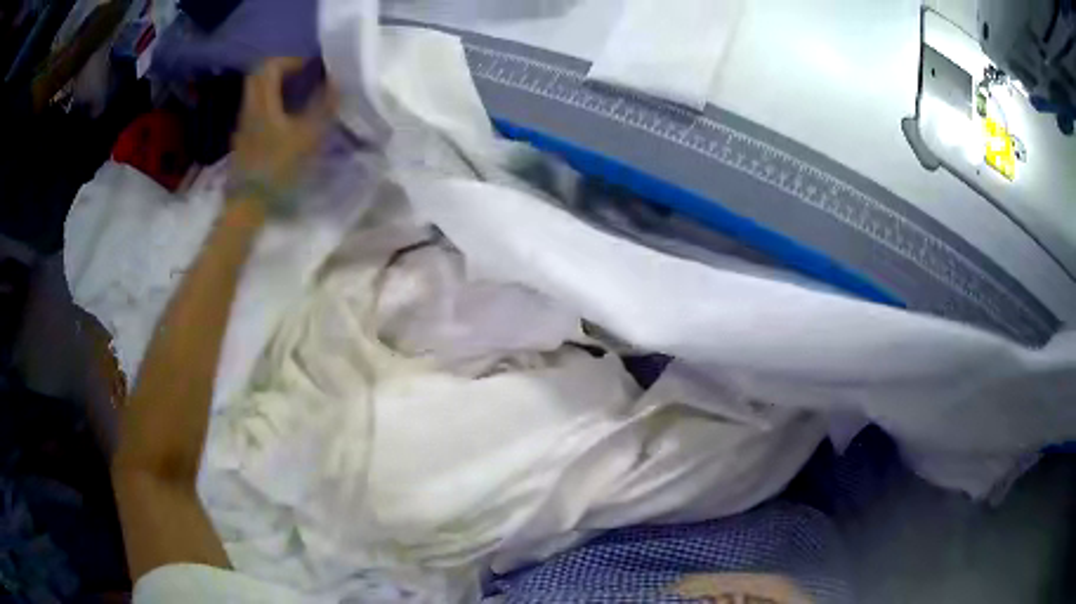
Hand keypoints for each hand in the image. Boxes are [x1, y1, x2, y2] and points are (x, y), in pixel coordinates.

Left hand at [232, 57, 336, 191]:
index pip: (271, 65)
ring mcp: (244, 123)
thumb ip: (323, 107)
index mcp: (262, 102)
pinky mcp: (243, 138)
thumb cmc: (277, 168)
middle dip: (281, 69)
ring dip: (275, 86)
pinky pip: (256, 108)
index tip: (311, 66)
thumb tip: (338, 82)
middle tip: (302, 75)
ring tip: (297, 94)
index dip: (292, 60)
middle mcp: (250, 107)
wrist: (248, 203)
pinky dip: (270, 103)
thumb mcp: (306, 137)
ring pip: (256, 92)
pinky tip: (285, 117)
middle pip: (259, 75)